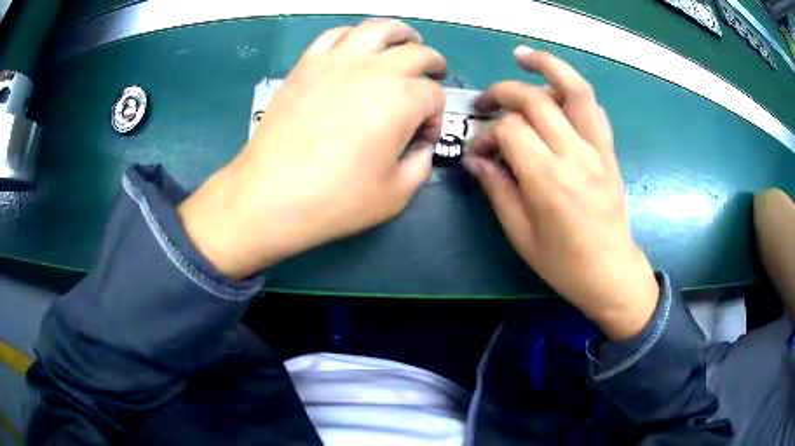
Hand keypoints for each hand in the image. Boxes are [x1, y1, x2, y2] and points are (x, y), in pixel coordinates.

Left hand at [178, 20, 445, 278]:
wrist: (271, 195)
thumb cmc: (336, 200)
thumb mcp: (395, 195)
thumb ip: (420, 164)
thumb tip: (420, 145)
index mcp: (402, 100)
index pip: (434, 96)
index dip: (435, 117)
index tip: (422, 137)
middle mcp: (375, 70)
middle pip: (417, 53)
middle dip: (433, 65)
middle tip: (434, 75)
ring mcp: (337, 61)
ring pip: (379, 29)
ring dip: (401, 34)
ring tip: (406, 42)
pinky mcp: (307, 63)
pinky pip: (336, 34)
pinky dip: (355, 35)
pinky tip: (357, 47)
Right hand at [463, 47, 657, 339]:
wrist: (611, 272)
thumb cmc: (563, 264)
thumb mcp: (521, 235)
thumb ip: (497, 190)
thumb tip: (476, 159)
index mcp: (548, 180)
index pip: (509, 130)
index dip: (487, 134)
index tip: (480, 153)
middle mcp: (574, 154)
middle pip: (535, 100)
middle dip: (503, 92)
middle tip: (487, 102)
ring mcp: (597, 148)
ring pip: (575, 89)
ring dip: (548, 66)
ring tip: (524, 57)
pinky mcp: (609, 151)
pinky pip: (594, 109)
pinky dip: (574, 92)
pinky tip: (559, 92)